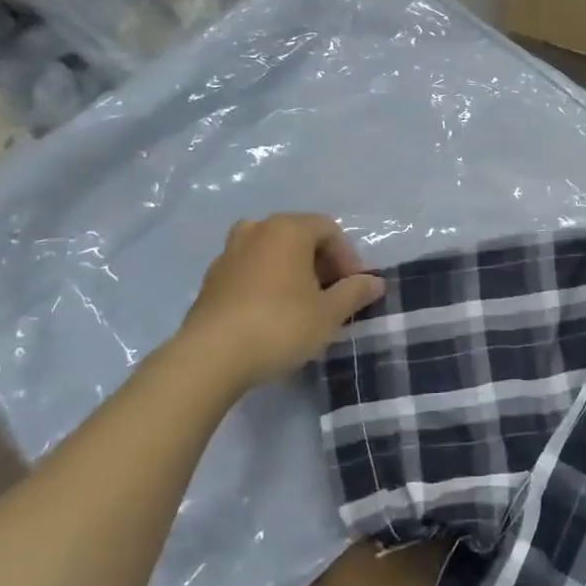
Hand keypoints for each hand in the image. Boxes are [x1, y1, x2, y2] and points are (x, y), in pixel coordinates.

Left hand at [174, 213, 384, 392]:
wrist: (210, 357)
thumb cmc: (280, 325)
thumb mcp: (329, 313)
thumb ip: (355, 292)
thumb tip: (375, 282)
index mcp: (288, 229)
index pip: (329, 230)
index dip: (348, 257)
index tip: (354, 288)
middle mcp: (257, 230)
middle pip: (299, 236)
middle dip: (320, 262)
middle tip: (332, 295)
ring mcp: (229, 253)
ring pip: (271, 252)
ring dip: (291, 271)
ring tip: (302, 303)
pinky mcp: (210, 279)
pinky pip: (249, 270)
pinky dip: (266, 282)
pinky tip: (271, 314)